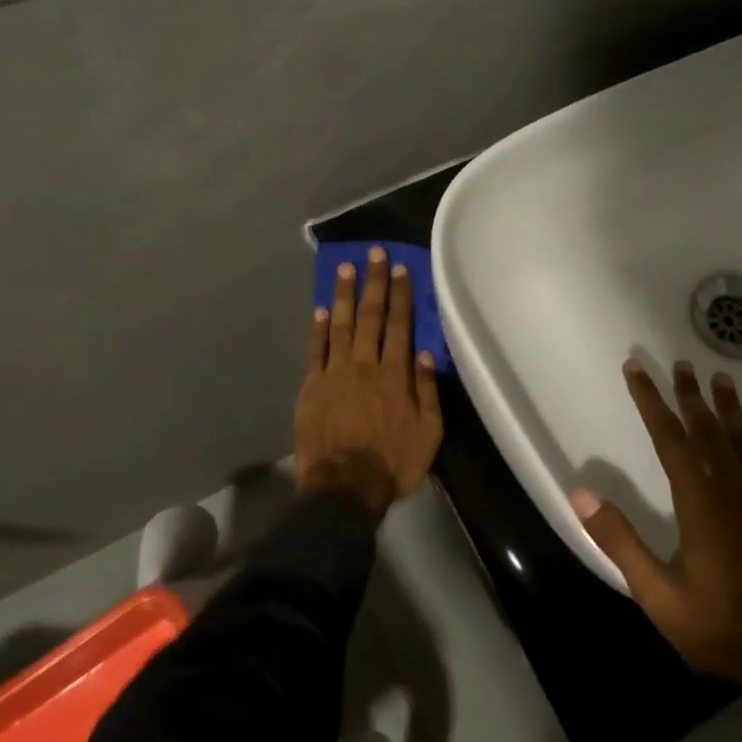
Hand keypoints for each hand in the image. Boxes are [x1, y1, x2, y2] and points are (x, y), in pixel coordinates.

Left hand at [295, 248, 443, 517]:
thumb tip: (427, 354)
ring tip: (345, 268)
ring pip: (339, 325)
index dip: (400, 295)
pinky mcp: (312, 386)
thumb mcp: (429, 433)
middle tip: (373, 253)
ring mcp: (335, 373)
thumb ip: (427, 391)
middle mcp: (364, 365)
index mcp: (395, 375)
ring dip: (343, 295)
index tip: (399, 268)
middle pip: (370, 316)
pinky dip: (317, 328)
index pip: (400, 325)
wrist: (345, 488)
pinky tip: (320, 309)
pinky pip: (315, 350)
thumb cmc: (393, 462)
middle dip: (373, 283)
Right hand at [573, 361, 741, 707]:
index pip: (669, 440)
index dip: (650, 402)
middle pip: (708, 432)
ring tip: (722, 379)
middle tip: (682, 364)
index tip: (637, 370)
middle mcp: (736, 490)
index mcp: (699, 504)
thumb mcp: (658, 595)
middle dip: (690, 396)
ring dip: (733, 410)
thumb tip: (580, 494)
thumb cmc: (722, 630)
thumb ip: (619, 541)